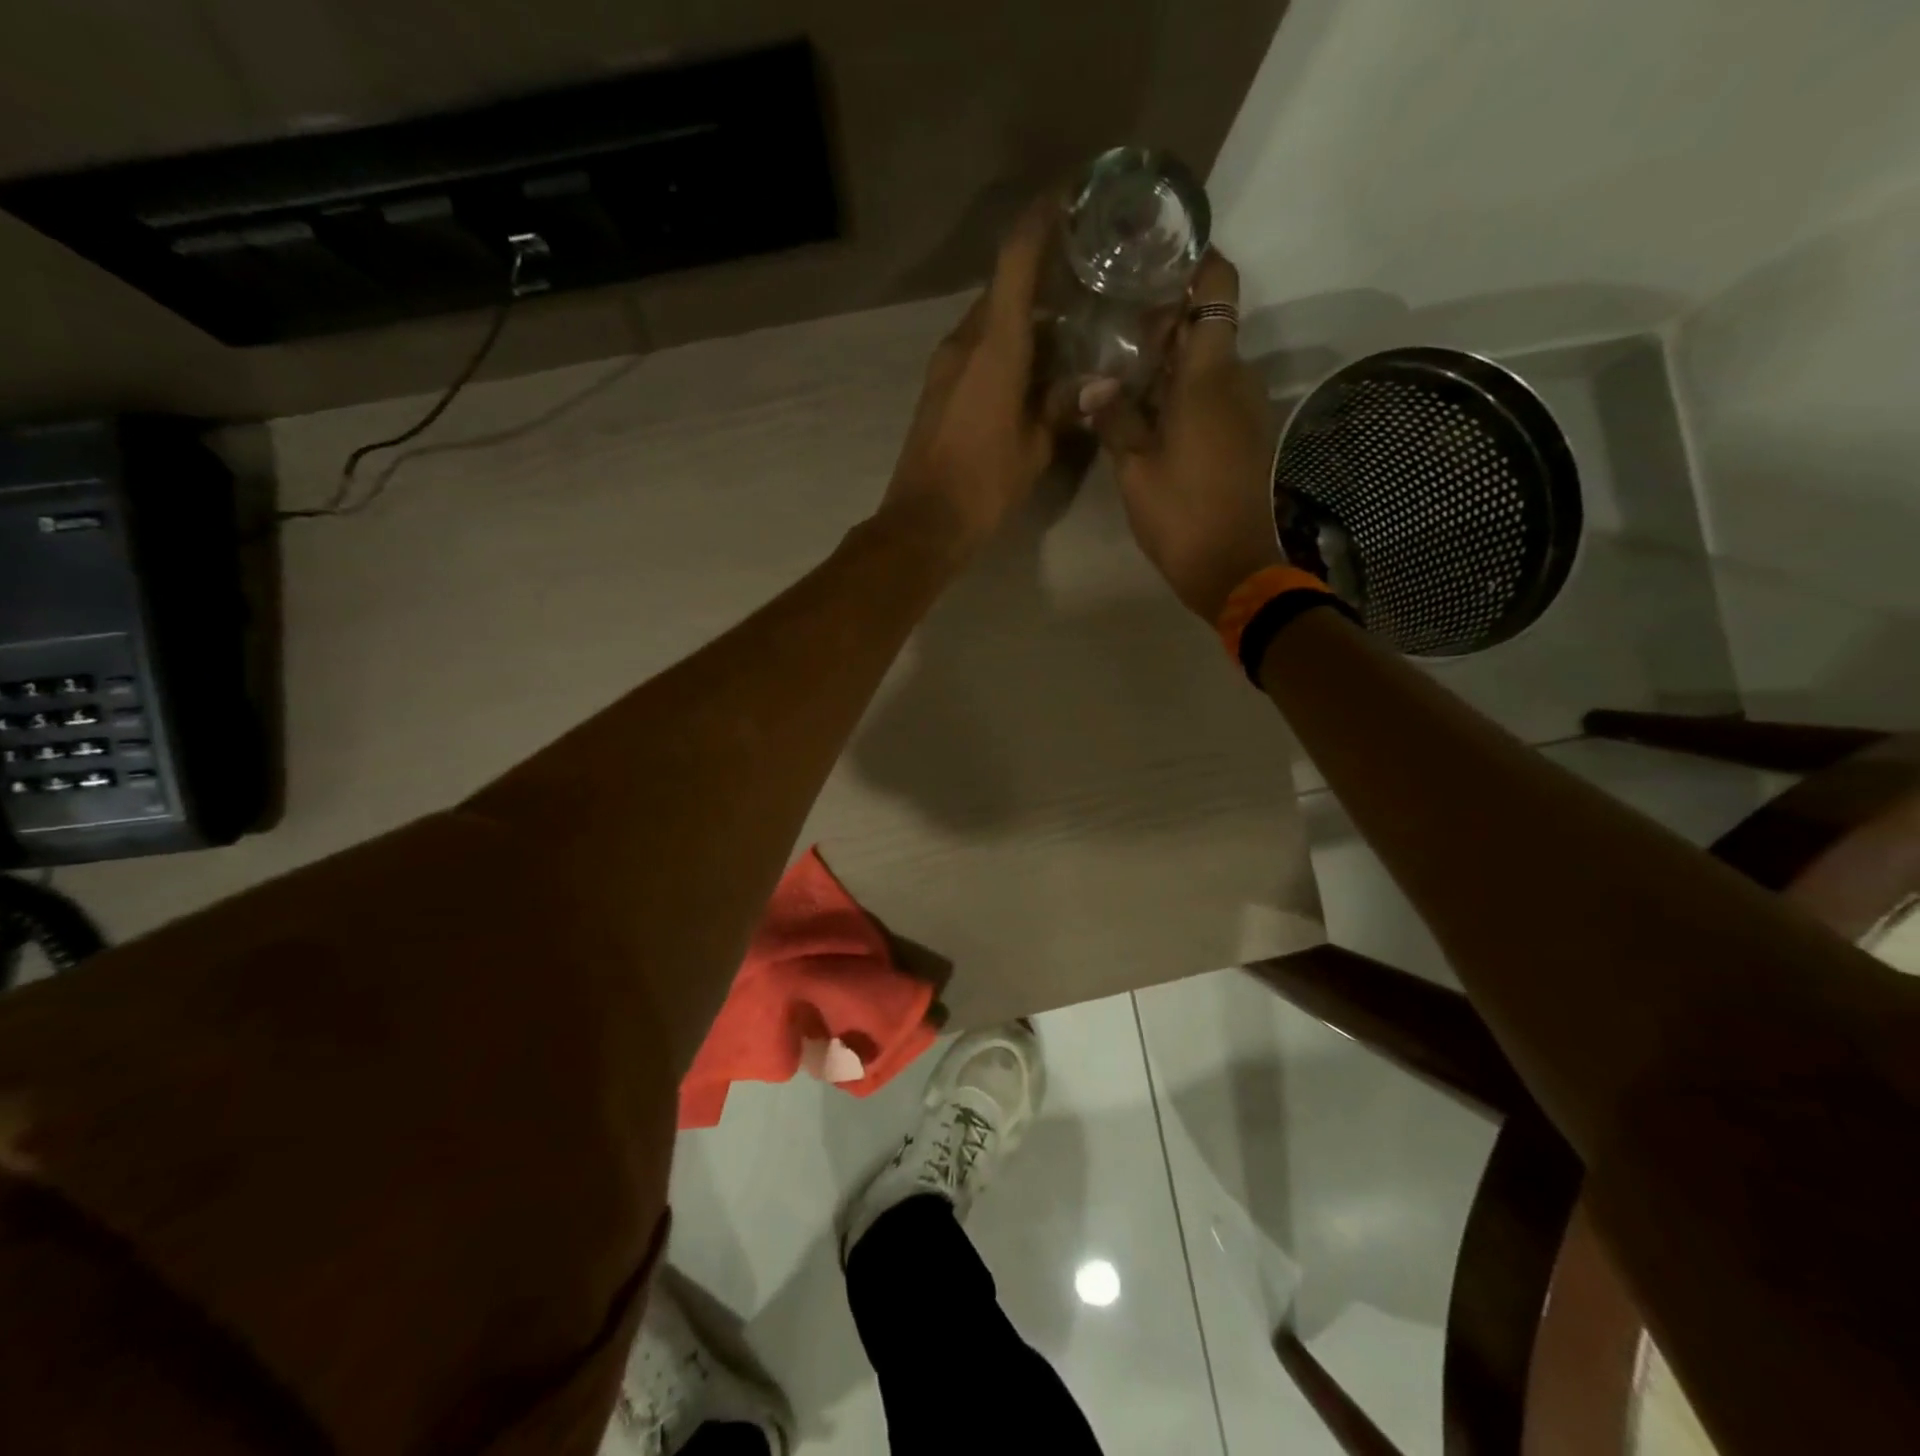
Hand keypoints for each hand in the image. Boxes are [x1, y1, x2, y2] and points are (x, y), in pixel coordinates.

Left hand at [878, 202, 1056, 559]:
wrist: (923, 523)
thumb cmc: (983, 486)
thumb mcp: (1035, 449)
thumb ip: (1064, 406)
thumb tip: (1098, 380)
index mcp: (994, 348)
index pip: (1016, 261)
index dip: (1041, 221)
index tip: (1070, 197)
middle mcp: (965, 343)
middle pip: (1004, 291)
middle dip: (1041, 276)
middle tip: (1086, 276)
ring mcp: (945, 365)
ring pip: (990, 322)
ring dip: (1024, 318)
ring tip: (1068, 324)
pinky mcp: (937, 388)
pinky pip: (977, 349)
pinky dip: (1006, 346)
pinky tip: (1033, 366)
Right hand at [1093, 251, 1282, 620]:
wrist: (1234, 568)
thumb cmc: (1181, 514)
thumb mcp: (1134, 468)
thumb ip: (1115, 418)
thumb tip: (1094, 385)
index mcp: (1209, 374)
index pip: (1217, 286)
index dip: (1195, 259)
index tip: (1158, 254)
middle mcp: (1236, 378)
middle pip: (1207, 323)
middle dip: (1167, 316)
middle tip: (1116, 322)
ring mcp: (1245, 408)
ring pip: (1209, 362)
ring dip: (1171, 359)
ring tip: (1122, 367)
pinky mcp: (1244, 435)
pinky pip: (1214, 394)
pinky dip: (1183, 390)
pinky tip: (1146, 408)